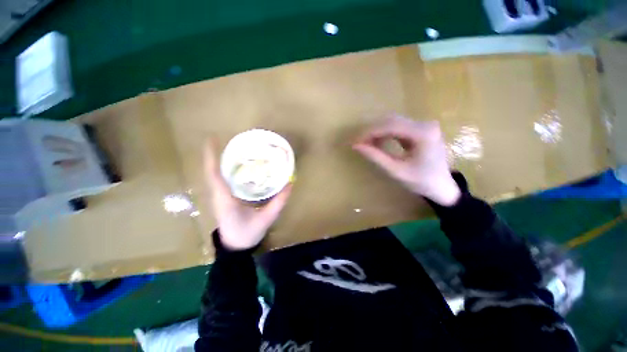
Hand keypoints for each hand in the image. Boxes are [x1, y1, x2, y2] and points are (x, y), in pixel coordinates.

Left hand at [204, 139, 291, 250]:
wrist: (235, 247)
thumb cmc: (247, 234)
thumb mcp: (266, 218)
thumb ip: (279, 202)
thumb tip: (290, 184)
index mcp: (225, 200)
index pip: (214, 175)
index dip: (211, 157)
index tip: (212, 139)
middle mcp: (218, 196)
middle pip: (212, 171)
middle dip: (216, 155)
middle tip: (226, 140)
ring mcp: (218, 197)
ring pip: (214, 175)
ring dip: (219, 161)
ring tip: (231, 149)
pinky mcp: (222, 199)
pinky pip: (220, 180)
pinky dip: (223, 169)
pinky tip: (235, 166)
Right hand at [353, 115, 460, 205]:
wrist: (443, 187)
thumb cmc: (421, 181)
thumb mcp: (396, 171)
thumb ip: (375, 157)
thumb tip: (356, 146)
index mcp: (423, 133)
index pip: (390, 125)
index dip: (370, 132)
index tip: (355, 142)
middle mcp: (425, 124)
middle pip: (391, 121)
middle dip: (372, 131)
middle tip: (359, 143)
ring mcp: (424, 126)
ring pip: (393, 123)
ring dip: (377, 132)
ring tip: (366, 145)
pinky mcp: (421, 130)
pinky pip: (398, 128)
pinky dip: (385, 134)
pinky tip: (378, 143)